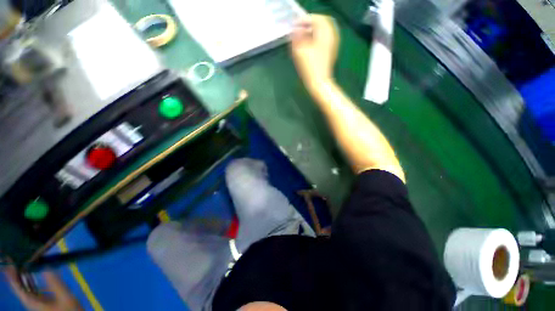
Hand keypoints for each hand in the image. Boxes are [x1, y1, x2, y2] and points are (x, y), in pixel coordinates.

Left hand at [3, 264, 81, 310]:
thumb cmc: (69, 310)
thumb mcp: (66, 298)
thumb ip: (56, 284)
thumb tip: (46, 268)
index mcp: (34, 303)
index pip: (18, 288)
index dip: (12, 276)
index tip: (8, 263)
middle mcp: (32, 303)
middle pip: (20, 288)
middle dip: (15, 275)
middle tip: (11, 261)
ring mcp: (37, 303)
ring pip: (24, 289)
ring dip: (21, 277)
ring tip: (18, 265)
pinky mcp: (41, 302)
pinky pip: (30, 290)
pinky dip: (28, 282)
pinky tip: (29, 276)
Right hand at [290, 14, 339, 92]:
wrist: (319, 83)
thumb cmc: (310, 68)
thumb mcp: (300, 51)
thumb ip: (296, 37)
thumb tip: (295, 30)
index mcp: (325, 33)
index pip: (316, 19)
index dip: (304, 20)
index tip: (294, 26)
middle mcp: (331, 36)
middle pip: (320, 24)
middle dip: (308, 26)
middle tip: (297, 31)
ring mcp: (331, 45)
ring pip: (321, 33)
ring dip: (310, 33)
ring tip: (300, 39)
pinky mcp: (329, 53)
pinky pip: (321, 41)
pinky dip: (314, 40)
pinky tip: (306, 47)